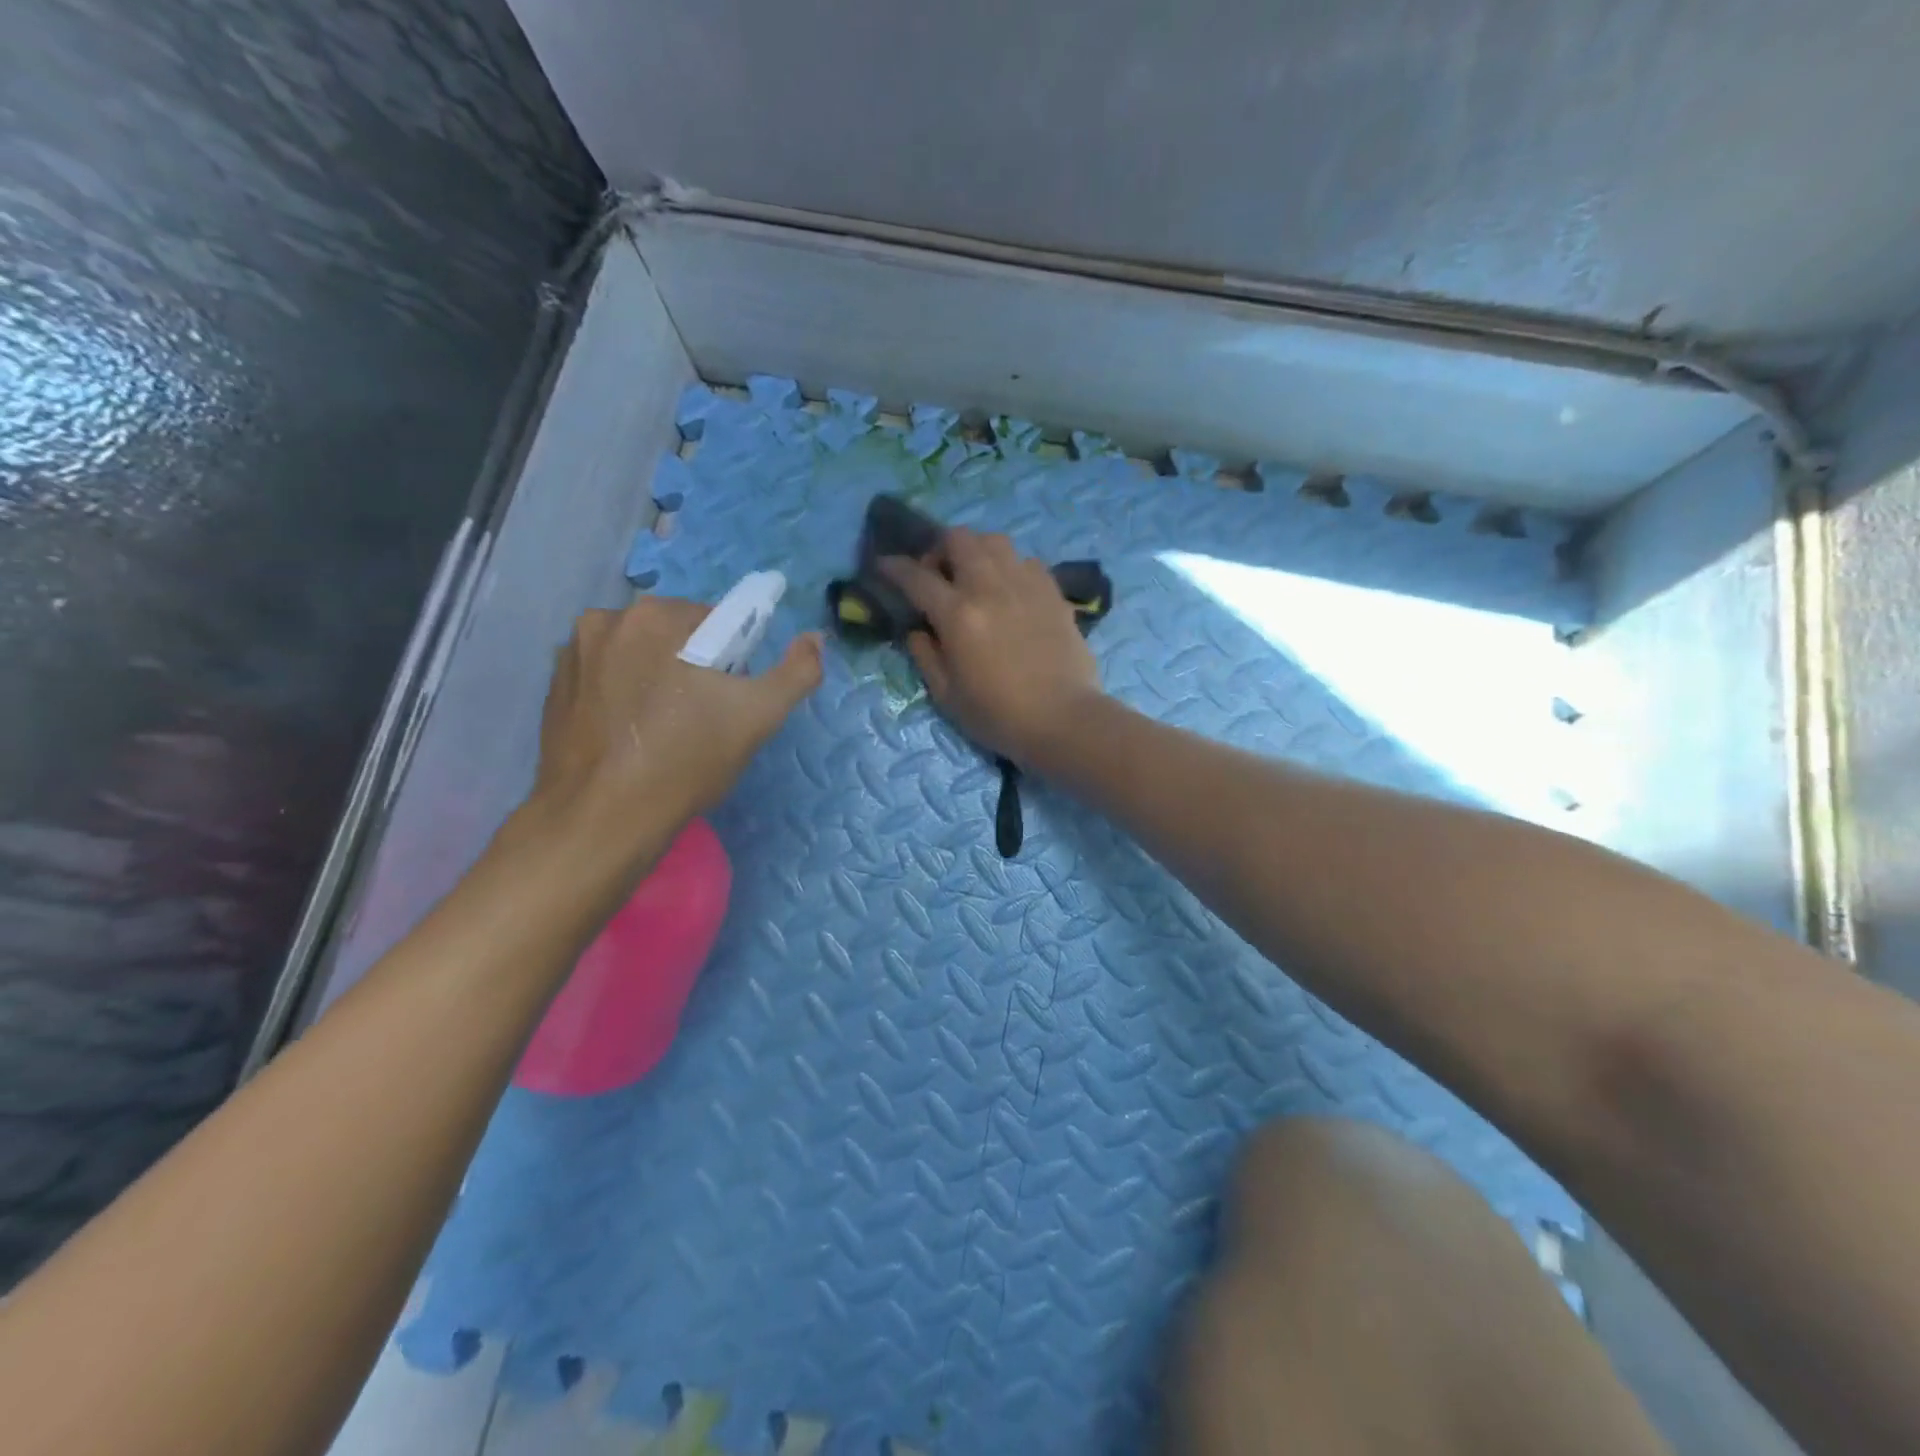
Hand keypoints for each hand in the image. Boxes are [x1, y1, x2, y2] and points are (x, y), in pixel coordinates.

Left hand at [533, 596, 822, 840]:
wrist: (602, 818)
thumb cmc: (685, 760)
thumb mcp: (759, 716)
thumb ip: (797, 671)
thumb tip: (815, 638)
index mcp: (657, 616)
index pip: (715, 621)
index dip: (731, 659)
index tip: (727, 698)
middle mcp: (607, 619)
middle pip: (672, 634)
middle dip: (691, 664)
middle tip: (700, 717)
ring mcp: (572, 653)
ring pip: (637, 653)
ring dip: (654, 675)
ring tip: (662, 729)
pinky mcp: (553, 686)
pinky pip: (605, 675)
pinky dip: (621, 692)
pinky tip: (630, 734)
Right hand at [880, 528, 1102, 764]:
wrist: (1063, 720)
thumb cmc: (999, 716)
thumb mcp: (947, 695)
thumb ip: (925, 655)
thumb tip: (917, 628)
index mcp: (958, 615)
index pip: (916, 577)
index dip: (894, 567)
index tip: (884, 565)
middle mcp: (990, 587)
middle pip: (959, 539)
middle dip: (939, 549)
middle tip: (937, 575)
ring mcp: (1026, 585)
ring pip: (995, 541)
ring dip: (976, 551)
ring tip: (974, 576)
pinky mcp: (1053, 592)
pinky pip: (1026, 561)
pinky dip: (1010, 567)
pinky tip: (1010, 591)